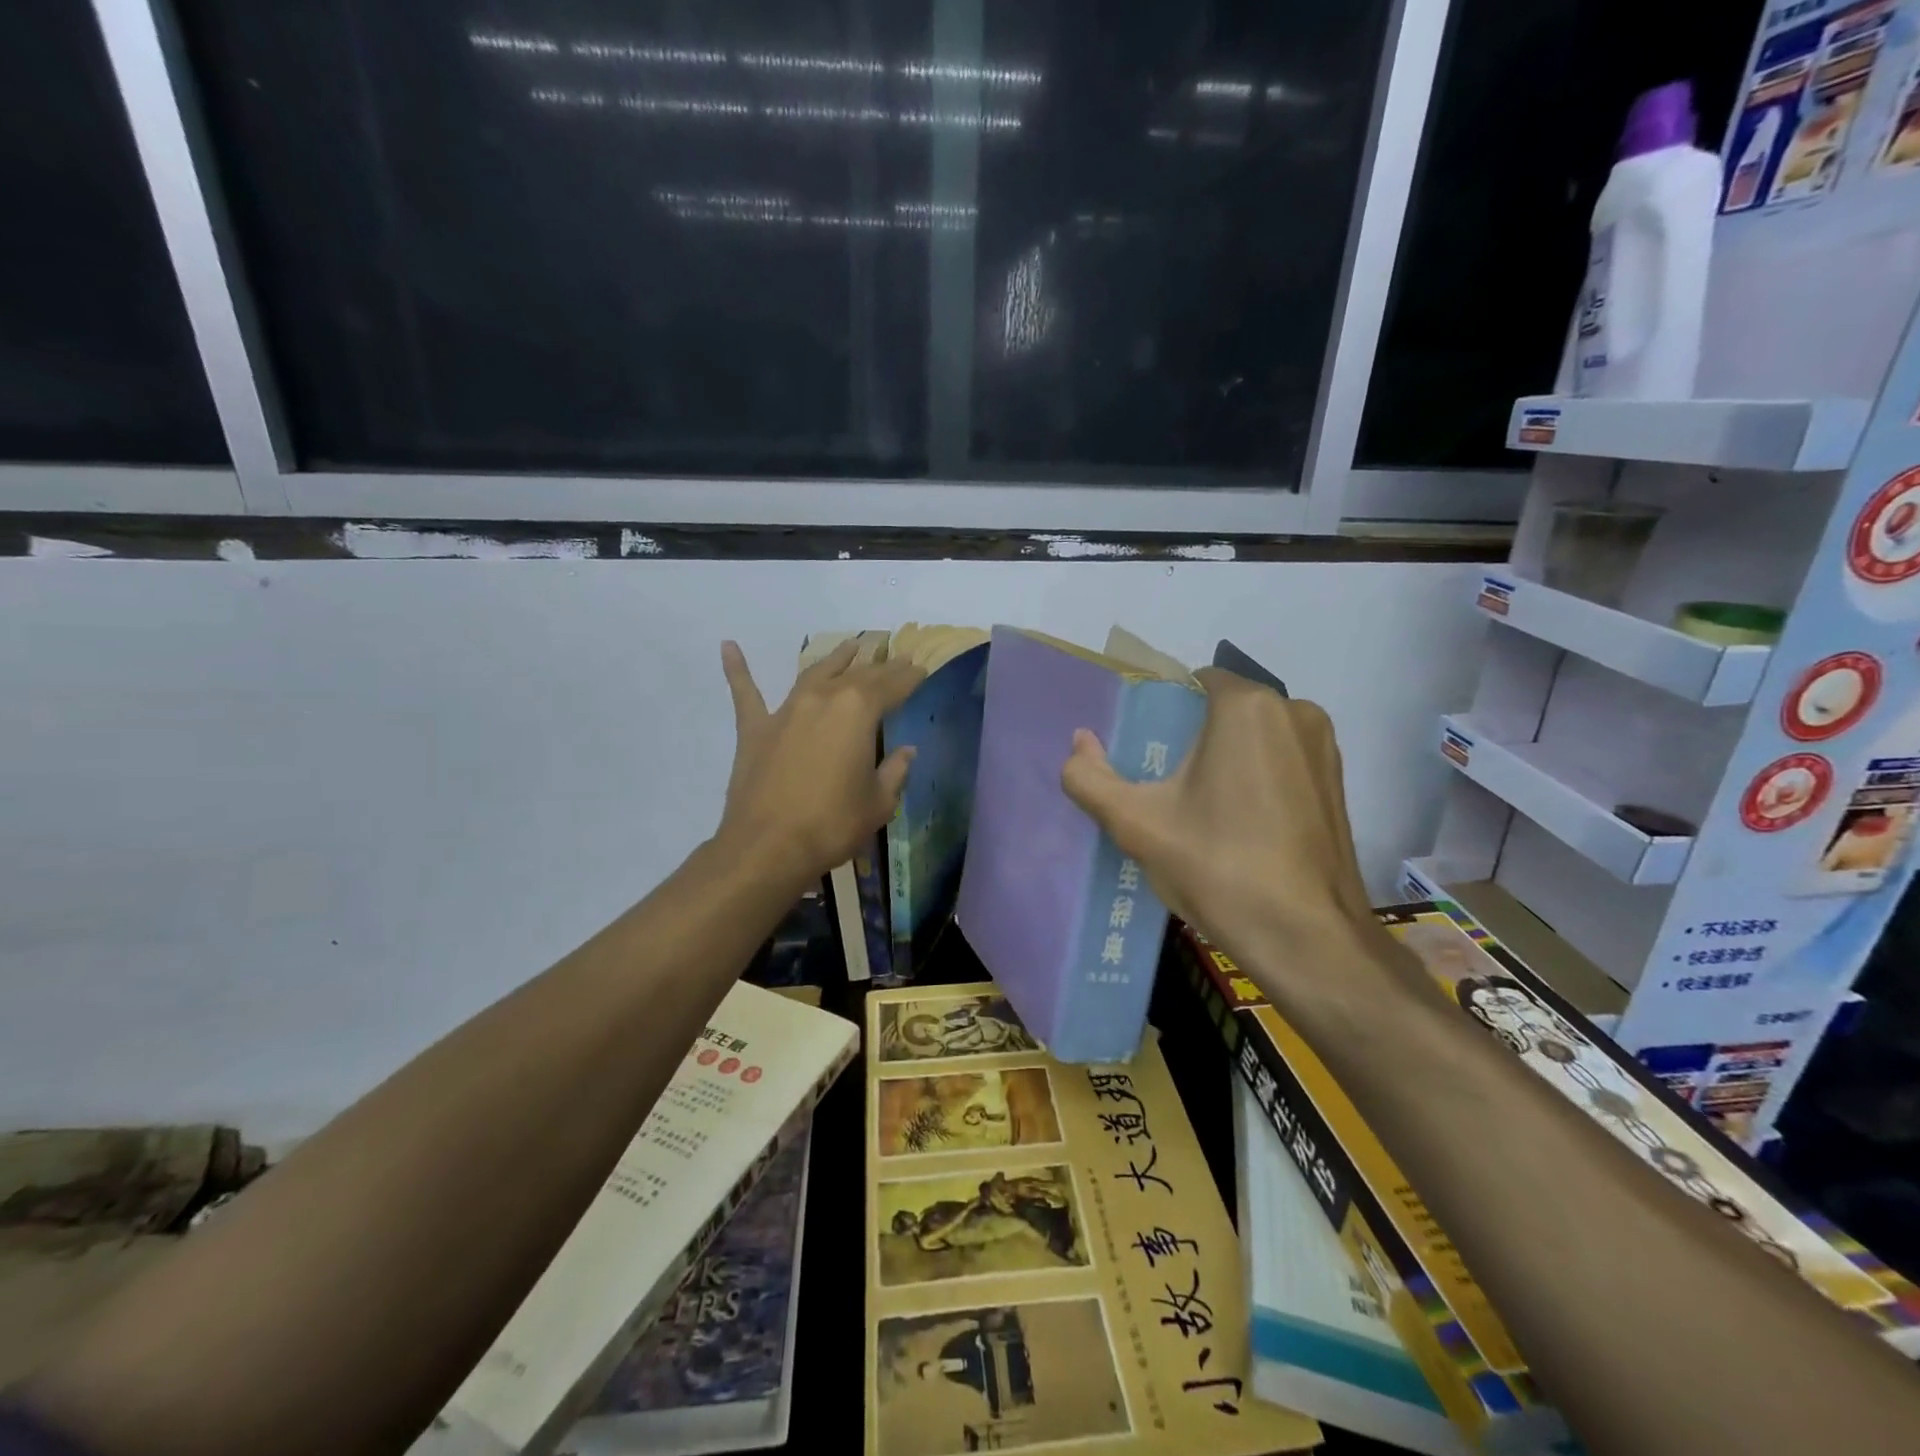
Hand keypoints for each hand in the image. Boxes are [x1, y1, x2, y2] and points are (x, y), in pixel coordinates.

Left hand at [717, 639, 925, 883]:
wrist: (769, 847)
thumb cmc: (833, 824)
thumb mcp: (879, 803)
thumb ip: (894, 772)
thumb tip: (906, 752)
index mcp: (858, 711)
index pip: (892, 686)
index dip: (909, 678)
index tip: (921, 670)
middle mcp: (823, 699)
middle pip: (857, 675)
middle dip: (881, 667)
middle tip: (896, 659)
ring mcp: (785, 711)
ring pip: (814, 674)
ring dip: (835, 659)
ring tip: (851, 646)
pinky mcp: (755, 729)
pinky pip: (746, 693)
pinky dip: (737, 669)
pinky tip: (727, 646)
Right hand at [1060, 669, 1377, 978]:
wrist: (1308, 940)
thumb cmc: (1219, 868)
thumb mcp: (1137, 824)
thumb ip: (1091, 778)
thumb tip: (1079, 742)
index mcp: (1248, 707)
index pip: (1192, 682)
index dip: (1160, 709)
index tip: (1140, 747)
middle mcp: (1295, 712)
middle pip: (1223, 709)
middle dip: (1191, 736)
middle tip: (1160, 783)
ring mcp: (1324, 749)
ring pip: (1255, 736)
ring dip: (1224, 758)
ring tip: (1196, 807)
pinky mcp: (1338, 784)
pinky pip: (1281, 762)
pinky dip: (1254, 777)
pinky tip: (1237, 824)